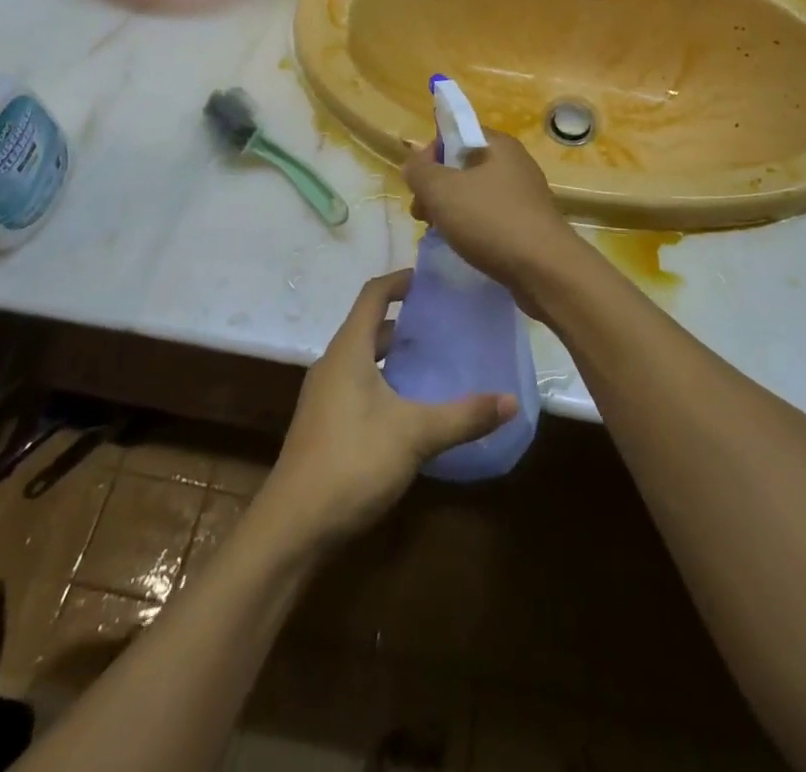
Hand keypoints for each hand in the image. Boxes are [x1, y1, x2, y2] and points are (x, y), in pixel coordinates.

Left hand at [262, 270, 515, 548]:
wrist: (293, 527)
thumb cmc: (352, 462)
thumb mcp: (416, 435)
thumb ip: (464, 416)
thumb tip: (512, 400)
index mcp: (348, 350)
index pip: (373, 294)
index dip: (400, 280)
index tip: (430, 279)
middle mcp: (333, 364)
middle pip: (369, 327)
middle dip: (404, 321)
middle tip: (444, 324)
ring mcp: (325, 395)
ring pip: (364, 359)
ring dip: (394, 354)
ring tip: (434, 361)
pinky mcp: (325, 424)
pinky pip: (358, 385)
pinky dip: (385, 381)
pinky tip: (411, 406)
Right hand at [404, 131, 579, 304]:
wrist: (545, 269)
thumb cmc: (491, 220)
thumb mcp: (442, 190)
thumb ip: (420, 171)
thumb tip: (413, 163)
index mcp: (499, 145)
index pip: (455, 134)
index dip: (430, 154)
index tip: (417, 184)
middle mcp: (514, 163)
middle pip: (462, 166)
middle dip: (436, 187)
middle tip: (422, 214)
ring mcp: (523, 195)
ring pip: (474, 193)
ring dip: (451, 209)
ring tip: (438, 232)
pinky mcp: (528, 223)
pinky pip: (490, 216)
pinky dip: (472, 226)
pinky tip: (463, 245)